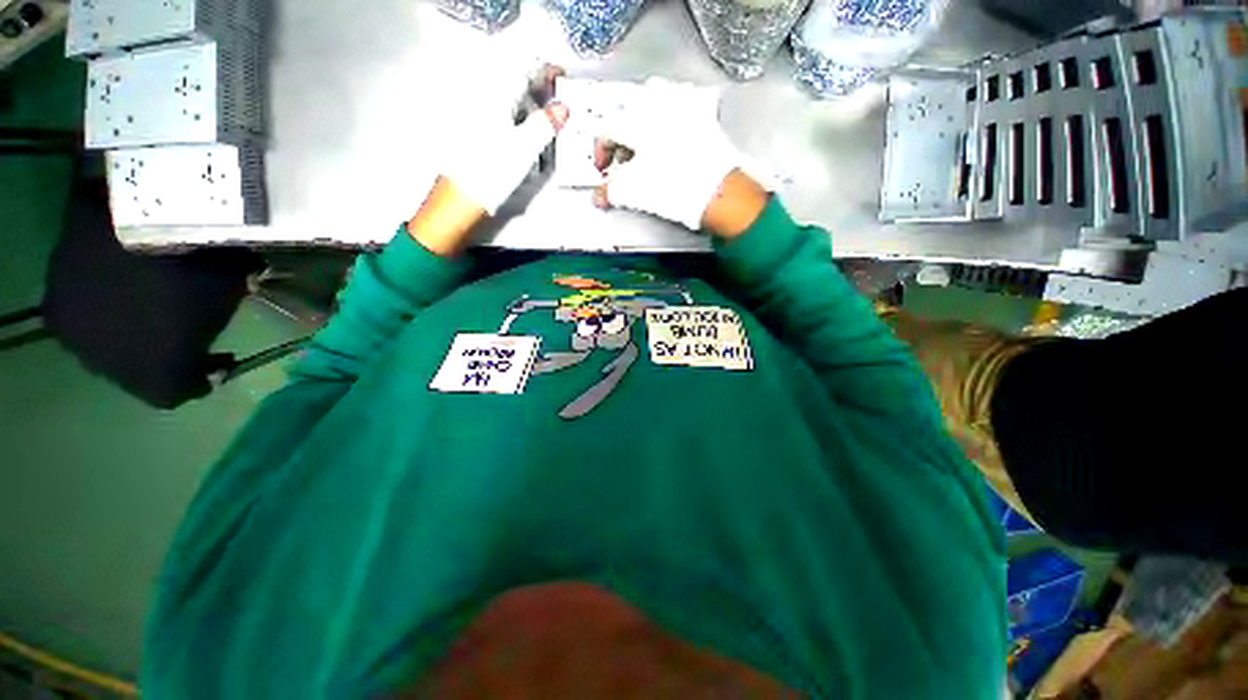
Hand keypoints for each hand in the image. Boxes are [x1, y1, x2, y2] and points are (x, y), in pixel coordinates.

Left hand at [408, 67, 568, 255]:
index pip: (524, 71)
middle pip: (515, 85)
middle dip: (539, 91)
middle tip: (559, 106)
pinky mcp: (475, 133)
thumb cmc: (492, 170)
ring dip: (530, 109)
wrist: (461, 197)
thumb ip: (546, 124)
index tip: (563, 77)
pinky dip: (518, 122)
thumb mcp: (525, 148)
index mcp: (494, 95)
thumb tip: (563, 108)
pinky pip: (502, 117)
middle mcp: (482, 98)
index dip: (545, 71)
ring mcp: (476, 115)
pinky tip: (527, 138)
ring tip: (547, 125)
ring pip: (509, 102)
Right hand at [592, 79, 766, 237]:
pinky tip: (671, 132)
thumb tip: (599, 195)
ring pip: (653, 100)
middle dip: (621, 138)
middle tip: (624, 161)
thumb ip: (609, 191)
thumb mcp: (632, 192)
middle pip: (627, 112)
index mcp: (635, 119)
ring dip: (643, 121)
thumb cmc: (672, 189)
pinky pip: (681, 102)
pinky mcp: (704, 112)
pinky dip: (670, 115)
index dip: (599, 152)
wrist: (716, 193)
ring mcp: (684, 104)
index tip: (603, 171)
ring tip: (646, 146)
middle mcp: (658, 102)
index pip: (606, 130)